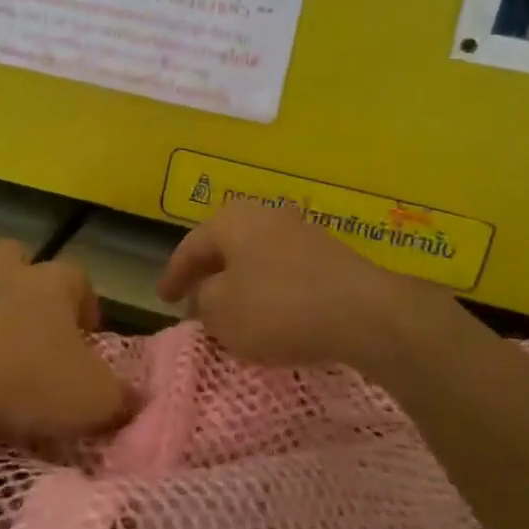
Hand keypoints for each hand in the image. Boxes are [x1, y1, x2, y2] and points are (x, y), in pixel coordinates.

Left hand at [0, 242, 132, 444]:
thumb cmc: (28, 378)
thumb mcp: (93, 399)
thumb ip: (120, 398)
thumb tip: (134, 400)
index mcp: (52, 282)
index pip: (79, 278)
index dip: (86, 306)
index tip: (86, 341)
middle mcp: (5, 273)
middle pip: (18, 260)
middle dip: (27, 287)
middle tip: (34, 332)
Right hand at [157, 203, 459, 369]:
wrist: (365, 313)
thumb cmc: (279, 308)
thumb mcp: (222, 313)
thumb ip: (203, 301)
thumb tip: (208, 294)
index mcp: (231, 221)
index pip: (190, 247)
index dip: (173, 275)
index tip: (163, 299)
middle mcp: (264, 215)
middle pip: (225, 246)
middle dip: (208, 273)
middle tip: (193, 299)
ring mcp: (301, 231)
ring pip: (255, 256)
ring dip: (240, 281)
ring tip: (231, 309)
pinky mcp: (330, 254)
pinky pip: (284, 269)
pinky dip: (269, 288)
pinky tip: (272, 312)